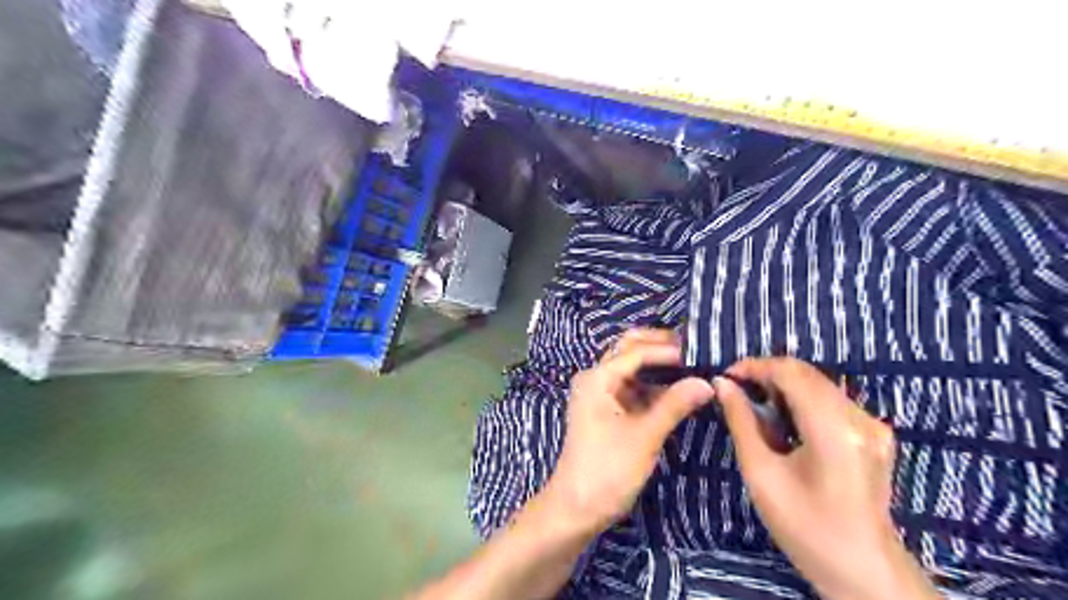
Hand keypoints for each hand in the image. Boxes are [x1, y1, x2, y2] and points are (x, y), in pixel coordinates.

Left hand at [545, 328, 712, 534]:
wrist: (577, 508)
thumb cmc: (607, 470)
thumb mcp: (644, 436)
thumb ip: (675, 405)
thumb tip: (708, 383)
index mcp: (597, 378)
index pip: (636, 351)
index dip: (669, 350)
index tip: (702, 352)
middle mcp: (597, 378)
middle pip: (630, 349)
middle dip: (661, 346)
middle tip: (696, 350)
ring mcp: (602, 394)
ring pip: (633, 368)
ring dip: (660, 364)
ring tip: (694, 365)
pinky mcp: (609, 410)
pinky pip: (634, 388)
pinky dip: (655, 385)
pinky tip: (680, 388)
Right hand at [716, 358, 935, 597]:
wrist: (863, 571)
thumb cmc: (804, 527)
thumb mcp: (761, 473)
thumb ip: (741, 421)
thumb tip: (722, 384)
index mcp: (834, 430)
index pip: (791, 373)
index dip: (755, 366)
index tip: (726, 376)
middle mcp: (859, 418)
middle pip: (806, 374)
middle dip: (767, 374)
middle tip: (735, 390)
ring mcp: (872, 425)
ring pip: (818, 384)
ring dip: (783, 386)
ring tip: (754, 406)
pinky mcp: (874, 433)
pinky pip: (830, 400)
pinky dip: (801, 400)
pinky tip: (783, 422)